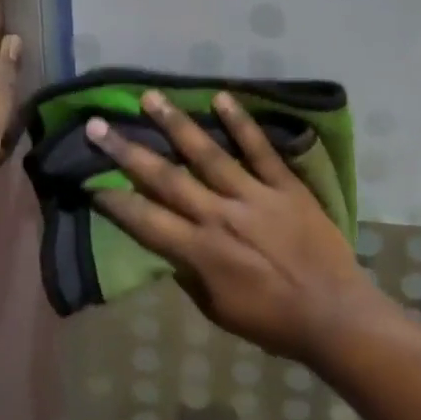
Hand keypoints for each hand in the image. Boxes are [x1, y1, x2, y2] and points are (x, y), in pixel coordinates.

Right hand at [85, 91, 381, 362]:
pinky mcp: (285, 186)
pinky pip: (260, 149)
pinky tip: (221, 97)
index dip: (113, 200)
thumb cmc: (272, 322)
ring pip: (207, 153)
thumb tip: (170, 247)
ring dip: (176, 124)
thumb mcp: (218, 310)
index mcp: (199, 252)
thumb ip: (190, 275)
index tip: (88, 179)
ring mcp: (253, 196)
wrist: (333, 314)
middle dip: (127, 151)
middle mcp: (219, 216)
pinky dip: (241, 123)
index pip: (144, 220)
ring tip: (150, 97)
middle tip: (98, 124)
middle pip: (165, 178)